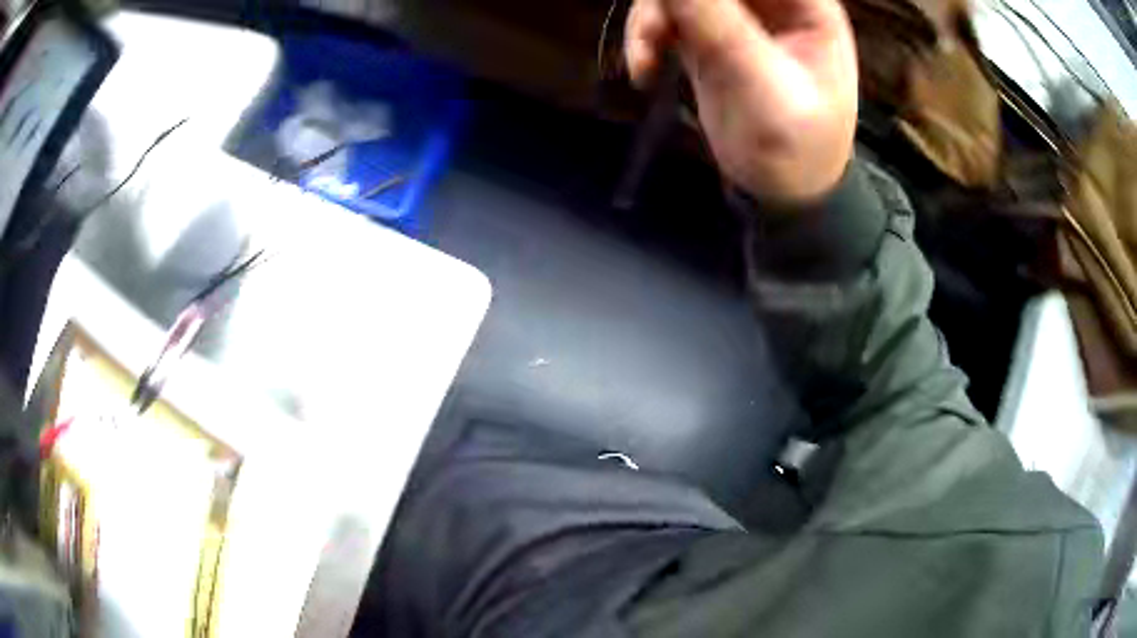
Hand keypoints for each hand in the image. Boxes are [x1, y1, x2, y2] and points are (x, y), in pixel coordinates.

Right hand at [625, 0, 858, 203]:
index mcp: (807, 6)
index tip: (677, 6)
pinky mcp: (706, 34)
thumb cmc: (796, 148)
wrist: (784, 192)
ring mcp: (736, 16)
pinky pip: (665, 15)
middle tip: (654, 31)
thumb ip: (717, 24)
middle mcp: (772, 2)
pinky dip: (646, 35)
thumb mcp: (762, 87)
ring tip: (644, 59)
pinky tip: (643, 69)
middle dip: (670, 1)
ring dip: (650, 17)